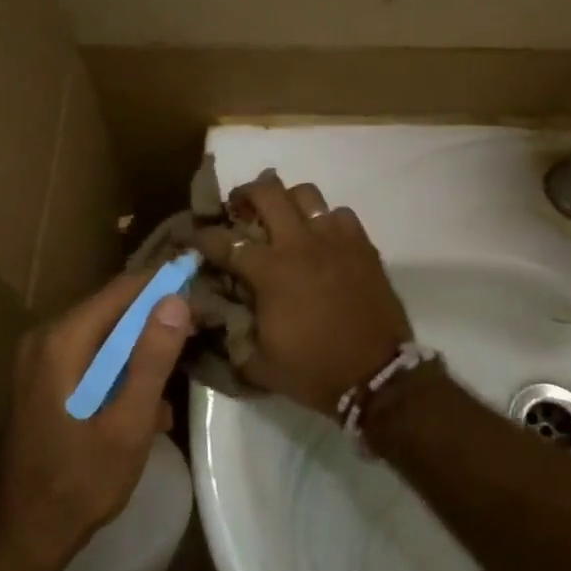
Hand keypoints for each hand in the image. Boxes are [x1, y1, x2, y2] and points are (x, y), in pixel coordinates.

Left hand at [0, 271, 190, 569]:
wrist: (26, 535)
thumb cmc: (81, 482)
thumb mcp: (129, 424)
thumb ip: (152, 359)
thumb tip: (177, 300)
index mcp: (62, 340)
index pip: (124, 289)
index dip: (167, 289)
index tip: (203, 304)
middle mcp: (46, 337)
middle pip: (114, 308)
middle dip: (157, 323)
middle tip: (197, 342)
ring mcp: (41, 357)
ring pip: (107, 333)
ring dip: (142, 352)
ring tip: (172, 384)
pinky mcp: (44, 376)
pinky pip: (93, 355)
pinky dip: (121, 370)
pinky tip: (145, 405)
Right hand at [194, 170, 411, 417]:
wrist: (376, 377)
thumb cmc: (315, 371)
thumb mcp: (259, 364)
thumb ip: (234, 337)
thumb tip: (219, 319)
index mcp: (270, 272)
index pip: (225, 241)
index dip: (203, 236)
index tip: (193, 236)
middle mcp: (299, 244)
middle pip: (267, 193)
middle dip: (245, 194)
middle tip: (239, 207)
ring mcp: (334, 239)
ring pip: (306, 194)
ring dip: (287, 200)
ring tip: (283, 216)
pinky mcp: (362, 244)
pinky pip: (340, 213)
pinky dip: (326, 219)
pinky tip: (322, 236)